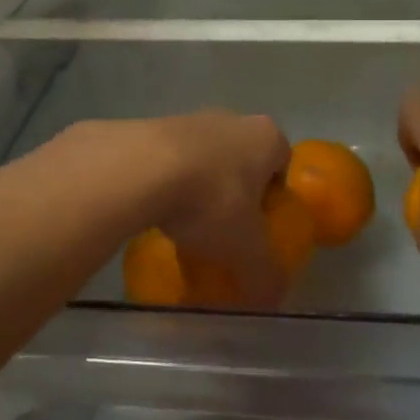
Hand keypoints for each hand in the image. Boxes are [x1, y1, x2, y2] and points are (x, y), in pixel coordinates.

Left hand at [148, 110, 292, 307]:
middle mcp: (232, 119)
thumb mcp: (246, 250)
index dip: (273, 199)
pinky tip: (155, 212)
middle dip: (234, 193)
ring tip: (185, 226)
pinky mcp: (151, 127)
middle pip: (241, 161)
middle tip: (224, 231)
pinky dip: (166, 183)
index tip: (258, 229)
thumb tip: (271, 300)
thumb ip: (265, 276)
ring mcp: (189, 119)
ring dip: (198, 187)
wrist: (138, 169)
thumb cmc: (210, 200)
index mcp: (266, 137)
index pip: (281, 166)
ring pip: (203, 159)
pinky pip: (168, 160)